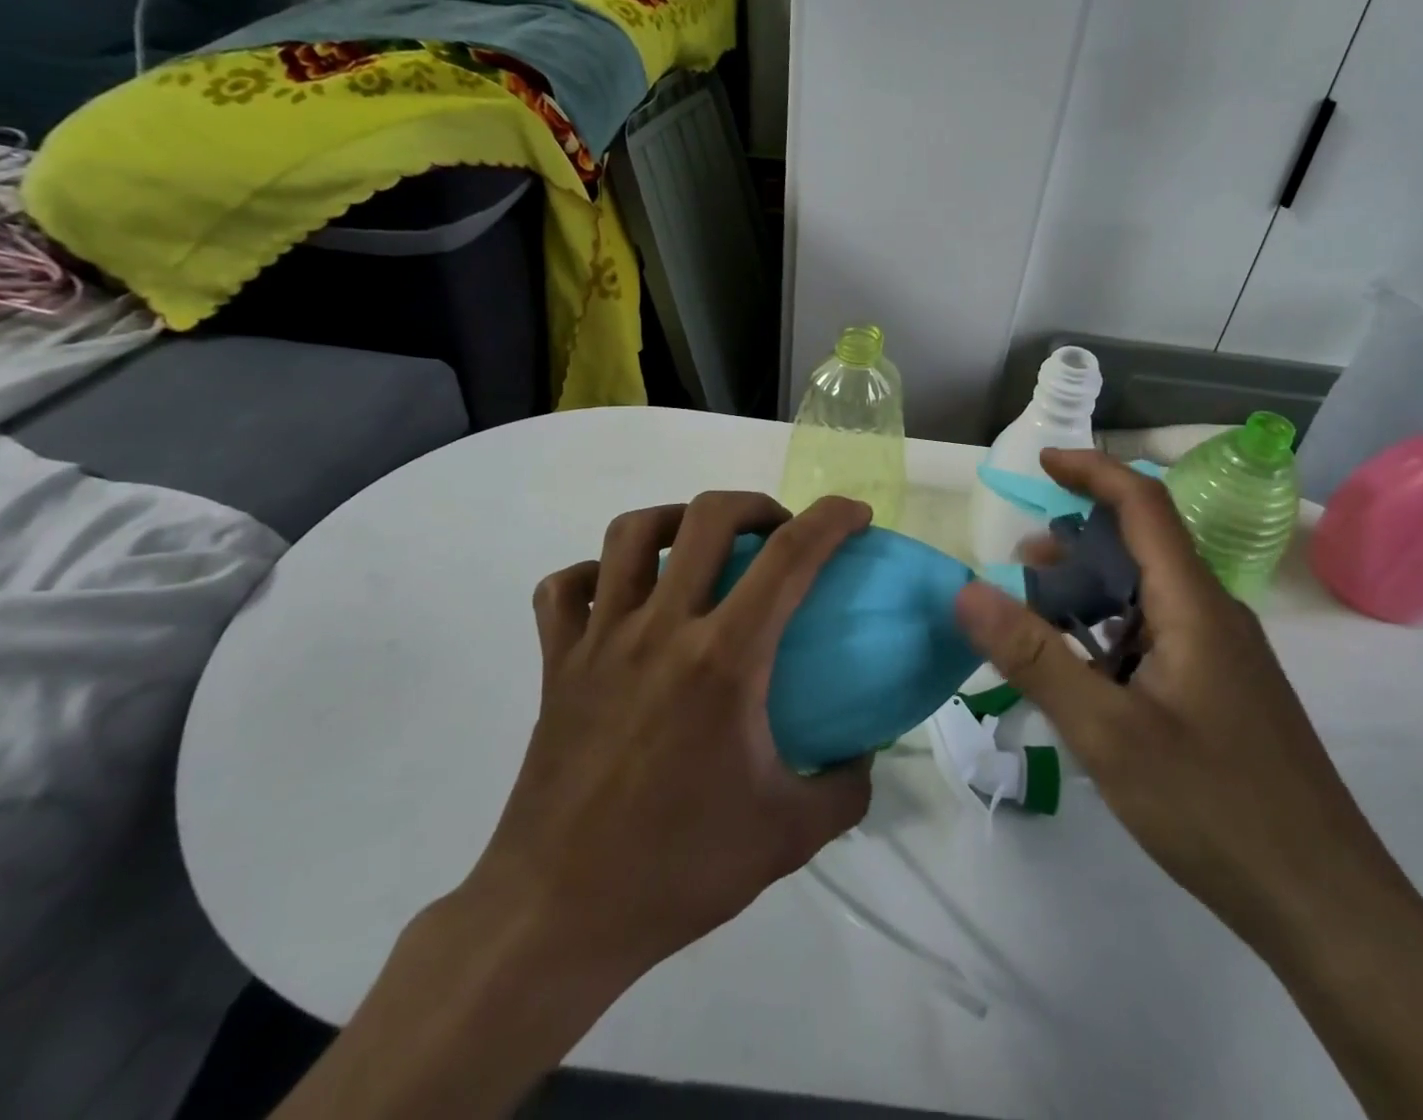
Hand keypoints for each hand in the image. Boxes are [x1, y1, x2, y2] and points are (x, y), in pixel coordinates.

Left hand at [273, 492, 876, 1119]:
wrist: (557, 917)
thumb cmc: (678, 869)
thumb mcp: (789, 837)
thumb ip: (846, 790)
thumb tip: (865, 754)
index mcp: (723, 659)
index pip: (789, 556)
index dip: (831, 519)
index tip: (856, 514)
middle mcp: (660, 629)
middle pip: (707, 517)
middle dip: (755, 504)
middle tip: (776, 532)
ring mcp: (600, 641)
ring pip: (630, 534)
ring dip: (675, 519)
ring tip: (700, 545)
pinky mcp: (556, 664)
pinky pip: (566, 589)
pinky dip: (596, 574)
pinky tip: (620, 595)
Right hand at [954, 449, 1393, 952]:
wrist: (1326, 905)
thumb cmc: (1215, 807)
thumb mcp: (1107, 732)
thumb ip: (1034, 657)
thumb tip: (966, 590)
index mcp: (1193, 604)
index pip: (1143, 504)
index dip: (1092, 471)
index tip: (1041, 462)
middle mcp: (1213, 614)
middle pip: (1142, 547)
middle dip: (1076, 542)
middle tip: (1019, 566)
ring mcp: (1222, 655)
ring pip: (1148, 595)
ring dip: (1091, 592)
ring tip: (1037, 618)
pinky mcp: (1222, 690)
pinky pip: (1158, 634)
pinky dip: (1111, 633)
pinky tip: (1084, 675)